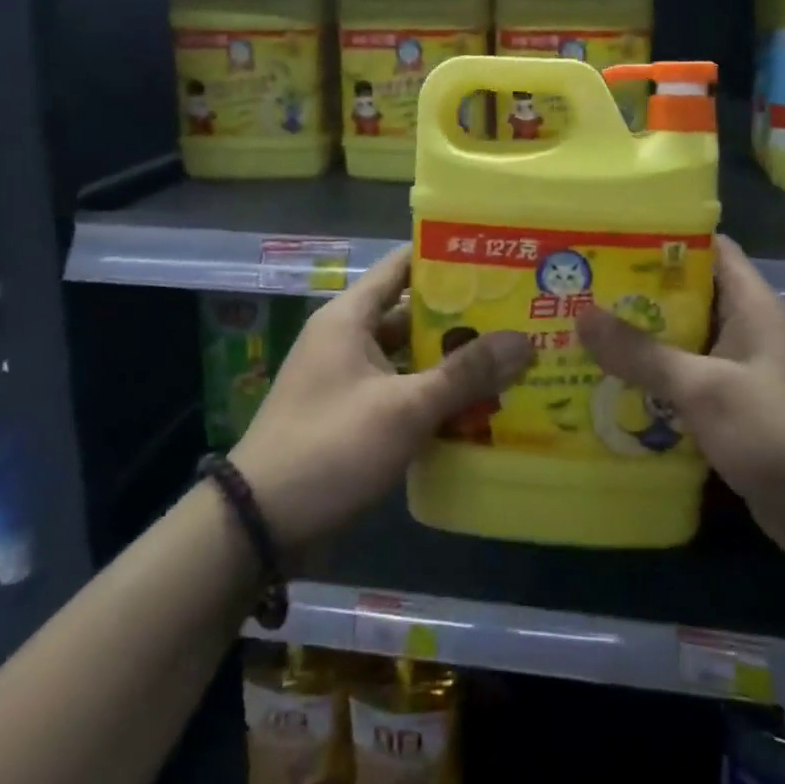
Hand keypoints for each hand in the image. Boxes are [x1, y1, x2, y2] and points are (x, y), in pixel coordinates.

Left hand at [230, 246, 532, 552]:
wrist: (259, 525)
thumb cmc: (331, 446)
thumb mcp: (404, 408)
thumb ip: (465, 374)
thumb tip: (525, 341)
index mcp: (350, 317)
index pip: (401, 266)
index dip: (445, 258)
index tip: (494, 259)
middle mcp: (348, 339)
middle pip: (412, 315)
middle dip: (462, 318)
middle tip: (517, 314)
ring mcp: (349, 380)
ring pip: (410, 359)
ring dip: (451, 363)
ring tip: (509, 360)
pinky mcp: (352, 417)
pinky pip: (401, 393)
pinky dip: (433, 397)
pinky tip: (477, 408)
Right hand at [575, 236, 784, 573]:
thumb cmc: (779, 430)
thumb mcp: (706, 387)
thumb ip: (643, 354)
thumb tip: (581, 315)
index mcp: (748, 303)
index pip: (706, 247)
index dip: (660, 237)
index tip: (608, 237)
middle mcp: (742, 329)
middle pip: (682, 296)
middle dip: (633, 295)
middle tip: (577, 290)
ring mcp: (736, 372)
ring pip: (678, 344)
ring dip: (636, 345)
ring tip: (577, 336)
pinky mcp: (728, 412)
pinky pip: (681, 387)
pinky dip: (650, 386)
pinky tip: (605, 391)